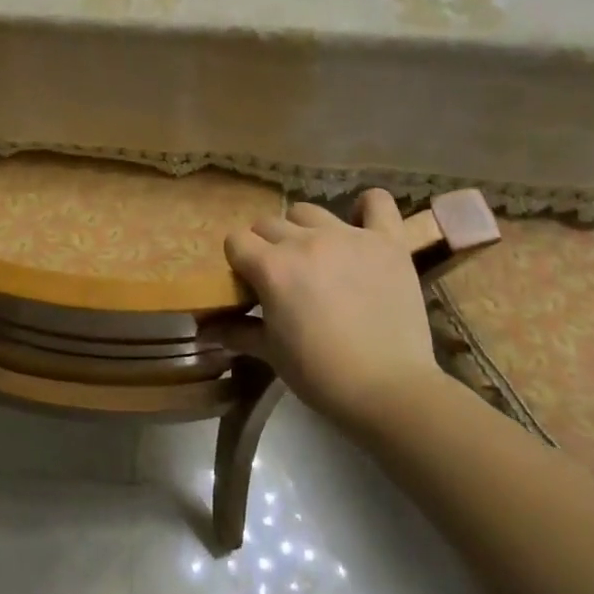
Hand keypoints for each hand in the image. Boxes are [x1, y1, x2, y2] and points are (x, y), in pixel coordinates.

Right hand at [220, 191, 438, 424]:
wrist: (390, 390)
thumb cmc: (321, 375)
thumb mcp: (271, 353)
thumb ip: (236, 331)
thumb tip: (203, 330)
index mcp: (272, 266)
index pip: (236, 240)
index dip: (239, 261)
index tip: (250, 283)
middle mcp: (305, 241)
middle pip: (269, 224)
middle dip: (268, 247)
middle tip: (284, 277)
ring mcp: (349, 237)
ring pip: (309, 211)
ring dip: (304, 229)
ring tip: (318, 257)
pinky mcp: (387, 242)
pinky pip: (377, 202)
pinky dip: (366, 208)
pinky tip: (361, 226)